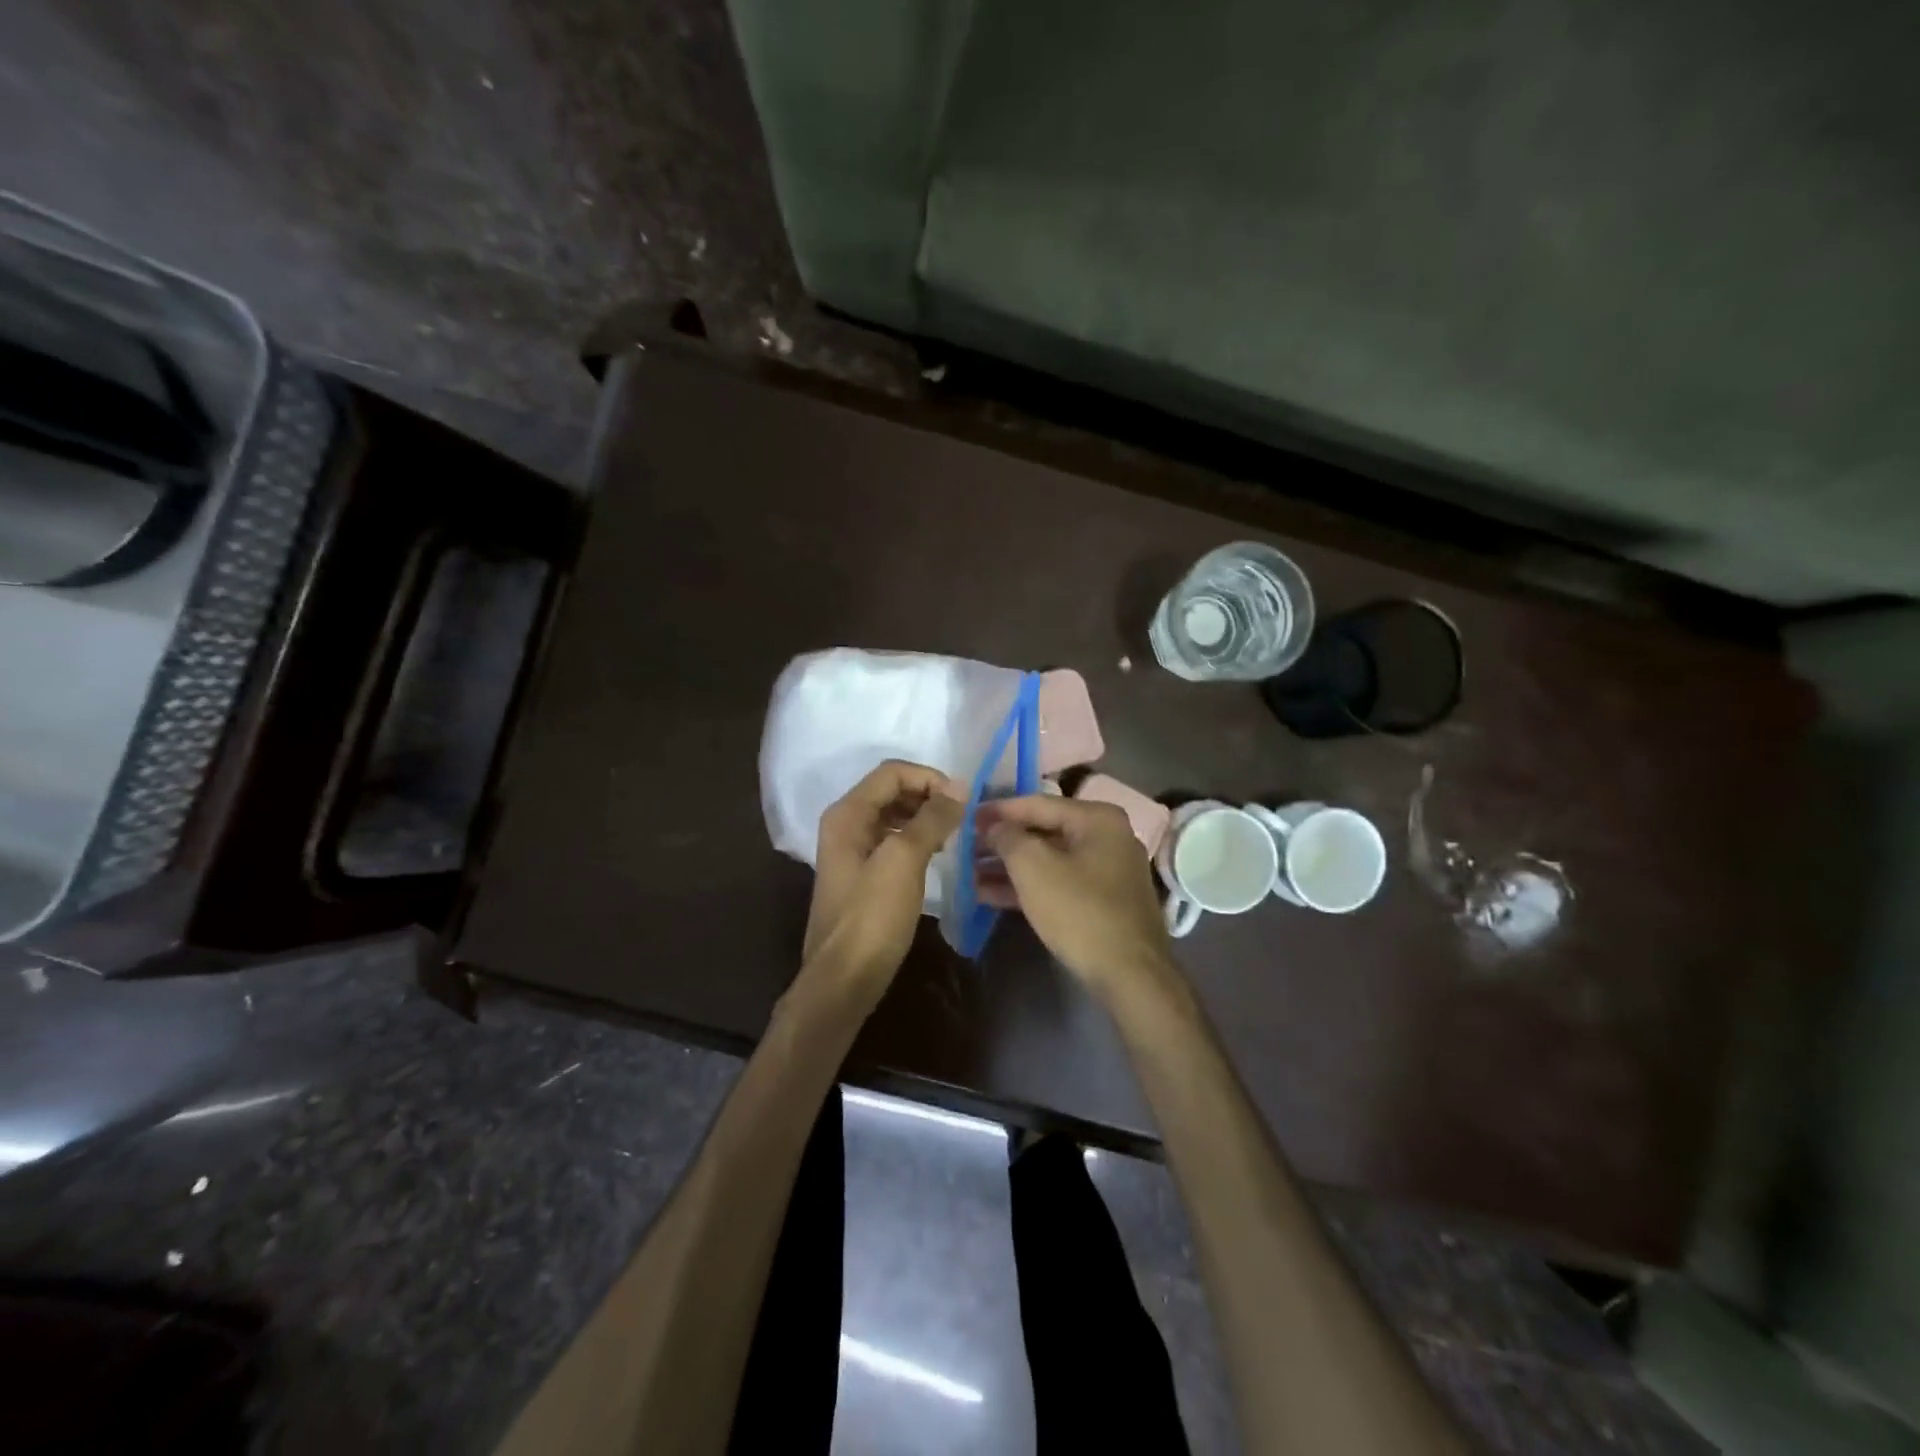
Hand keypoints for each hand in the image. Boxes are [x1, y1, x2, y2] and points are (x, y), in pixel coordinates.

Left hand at [805, 760, 963, 990]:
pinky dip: (916, 839)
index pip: (892, 772)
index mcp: (847, 814)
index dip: (929, 778)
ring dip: (924, 817)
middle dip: (928, 796)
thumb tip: (960, 786)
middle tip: (961, 818)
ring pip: (893, 816)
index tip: (962, 801)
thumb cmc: (872, 916)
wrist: (844, 979)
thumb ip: (932, 818)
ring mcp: (851, 850)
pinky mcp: (862, 874)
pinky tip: (936, 855)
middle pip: (891, 790)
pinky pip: (892, 840)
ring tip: (953, 836)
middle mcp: (845, 824)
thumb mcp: (904, 861)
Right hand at [980, 796, 1180, 1000]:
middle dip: (1002, 842)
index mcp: (1097, 819)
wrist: (1129, 974)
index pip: (1038, 804)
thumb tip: (995, 826)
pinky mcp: (1103, 901)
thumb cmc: (1079, 911)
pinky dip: (1027, 887)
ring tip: (969, 874)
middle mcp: (1107, 837)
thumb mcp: (1033, 867)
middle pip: (1043, 831)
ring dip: (1009, 867)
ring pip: (1049, 860)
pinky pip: (1058, 882)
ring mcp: (1108, 871)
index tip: (967, 817)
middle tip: (965, 848)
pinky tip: (989, 895)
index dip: (998, 810)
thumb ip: (1008, 837)